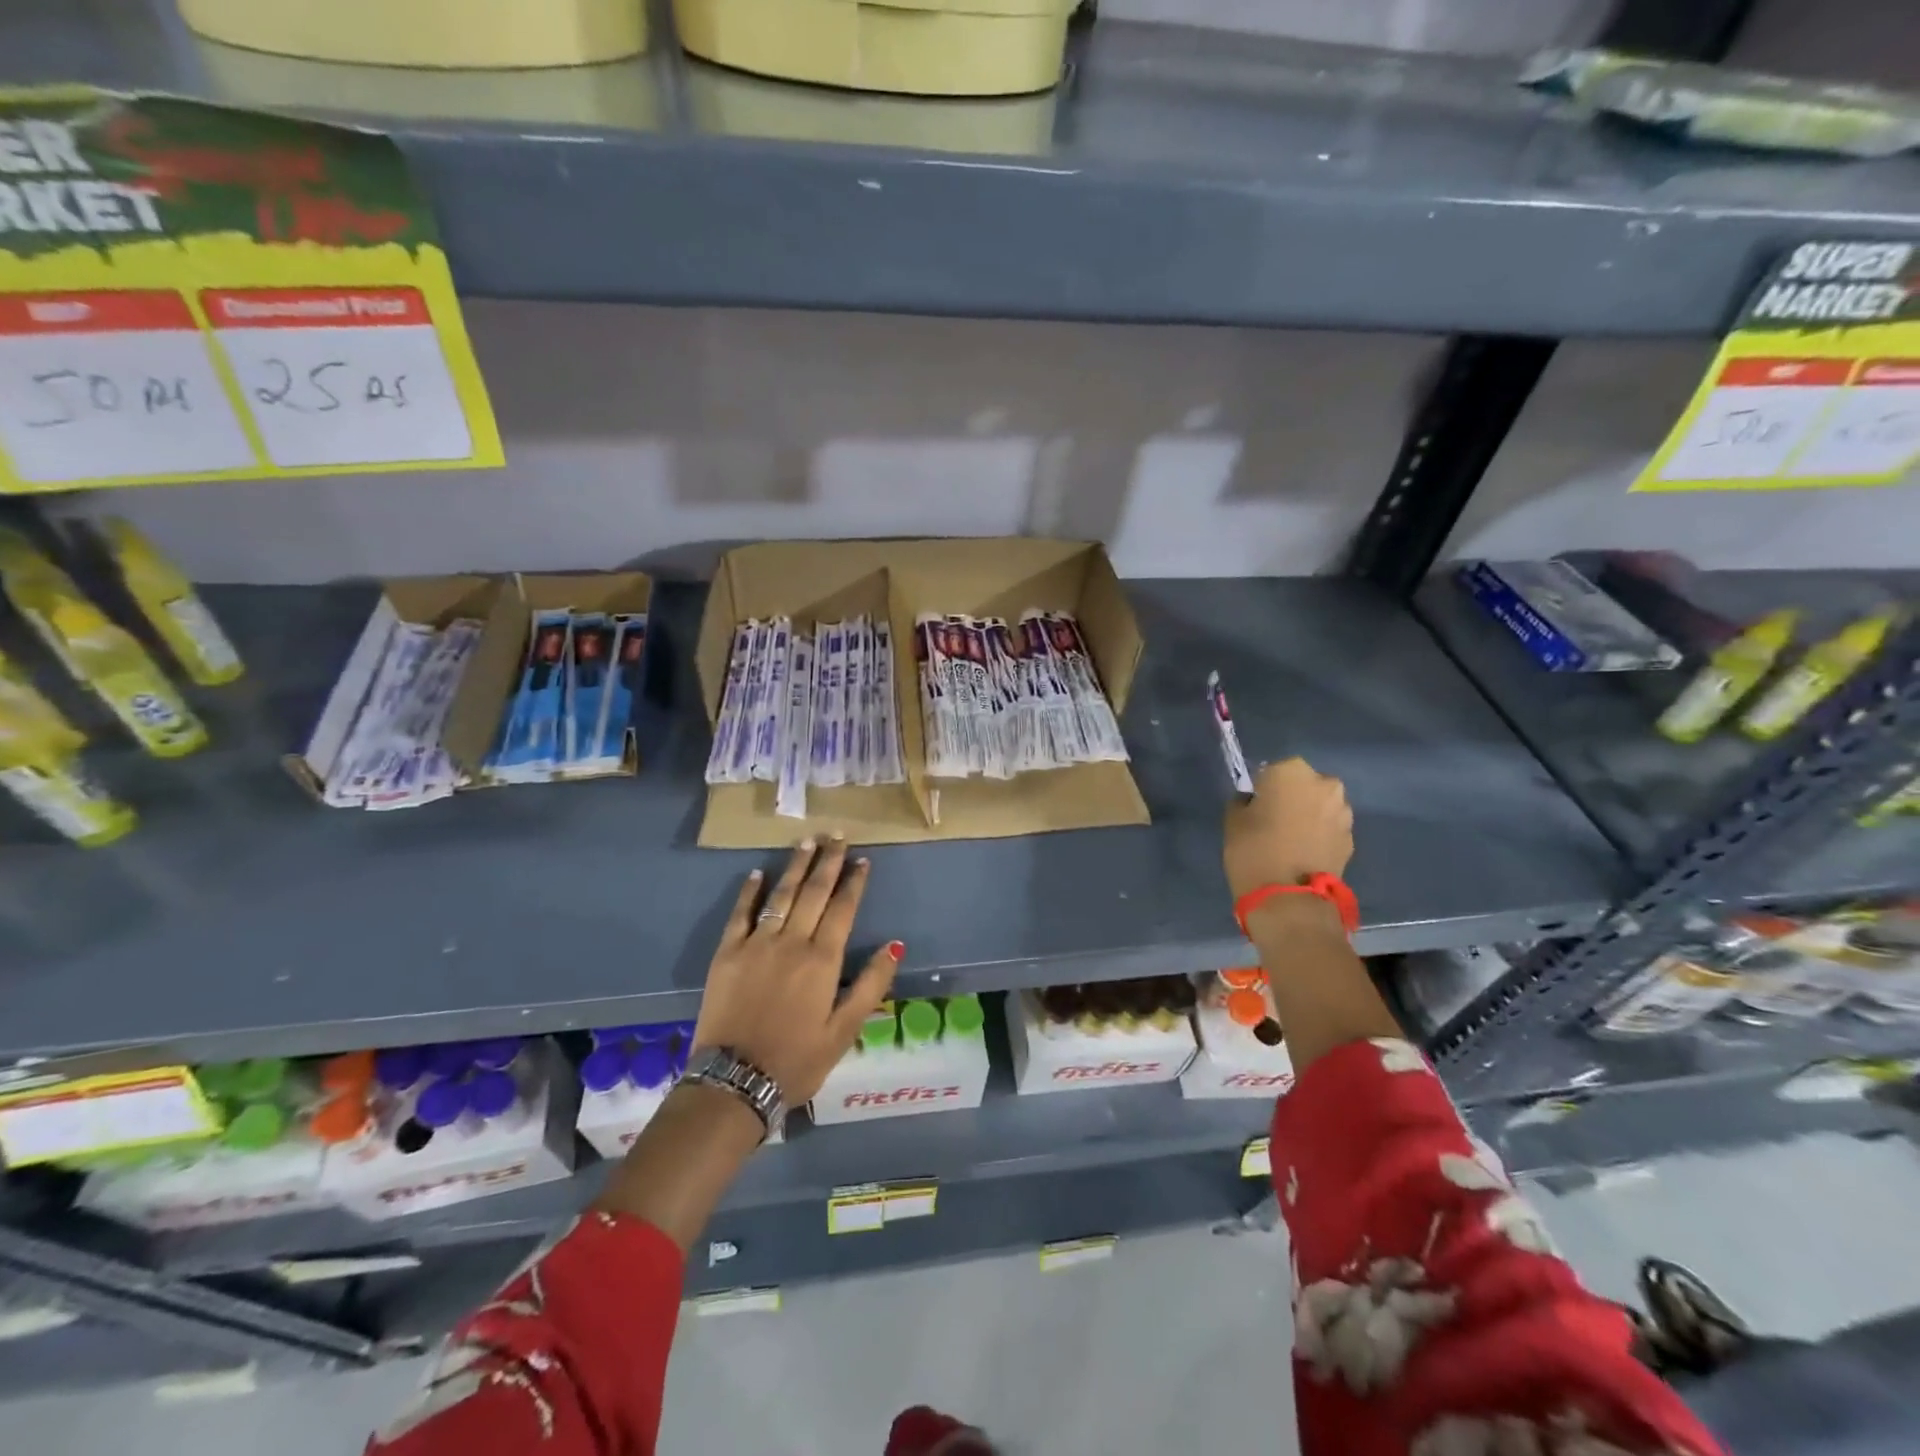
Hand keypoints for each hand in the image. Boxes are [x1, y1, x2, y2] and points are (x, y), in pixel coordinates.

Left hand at [692, 836, 901, 1105]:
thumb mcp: (845, 1030)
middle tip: (837, 835)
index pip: (843, 908)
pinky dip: (749, 892)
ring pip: (781, 895)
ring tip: (807, 842)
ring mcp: (756, 944)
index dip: (854, 881)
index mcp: (823, 959)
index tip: (862, 859)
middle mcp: (791, 942)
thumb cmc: (798, 1059)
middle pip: (813, 892)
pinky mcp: (727, 953)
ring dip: (796, 867)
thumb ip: (871, 983)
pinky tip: (758, 873)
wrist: (735, 1082)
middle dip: (828, 862)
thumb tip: (895, 944)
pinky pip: (740, 914)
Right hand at [1223, 757, 1353, 899]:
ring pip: (1319, 805)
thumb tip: (1255, 802)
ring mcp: (1343, 811)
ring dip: (1308, 815)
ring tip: (1289, 840)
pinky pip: (1329, 828)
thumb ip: (1245, 802)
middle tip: (1273, 821)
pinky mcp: (1351, 838)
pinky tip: (1303, 853)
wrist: (1289, 899)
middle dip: (1291, 798)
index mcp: (1291, 771)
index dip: (1262, 788)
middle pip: (1302, 784)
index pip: (1272, 770)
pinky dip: (1319, 835)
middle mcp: (1324, 783)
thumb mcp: (1233, 820)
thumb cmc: (1253, 850)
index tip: (1255, 807)